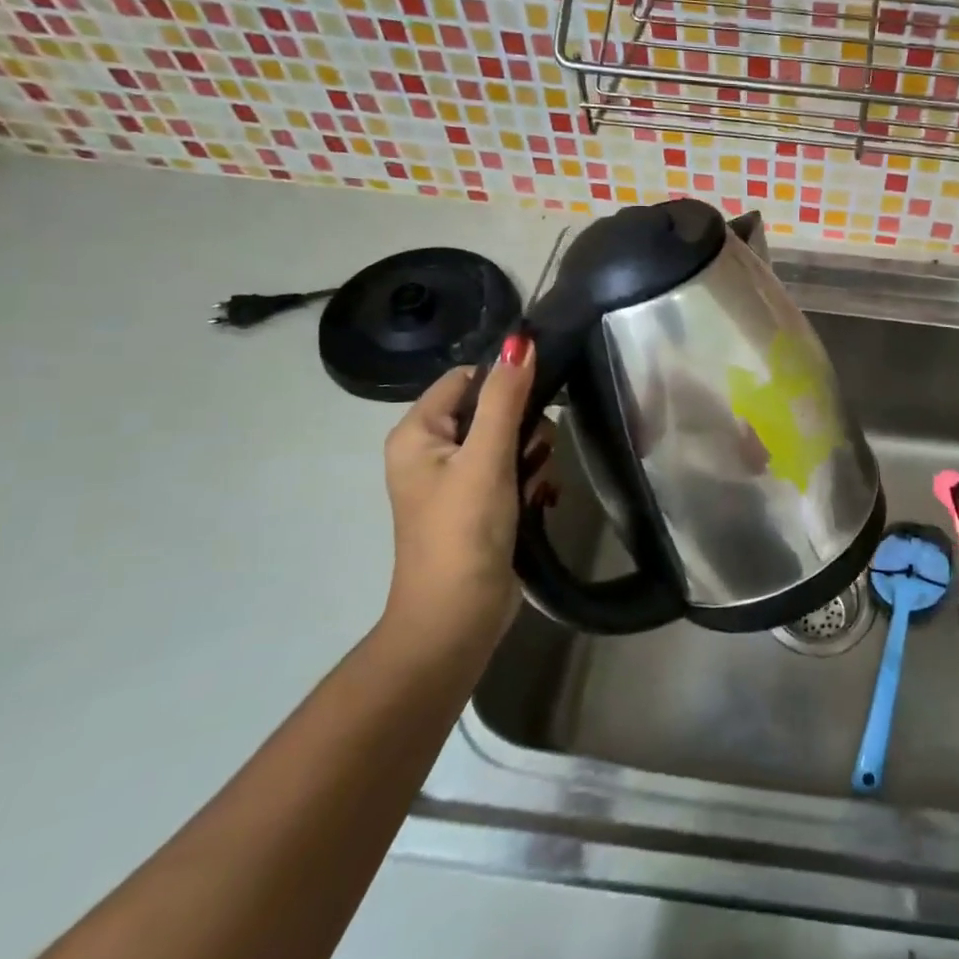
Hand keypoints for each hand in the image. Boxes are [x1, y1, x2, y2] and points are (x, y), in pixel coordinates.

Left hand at [381, 338, 554, 662]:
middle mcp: (433, 451)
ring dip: (532, 457)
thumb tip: (521, 341)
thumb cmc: (464, 531)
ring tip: (536, 483)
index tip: (540, 398)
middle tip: (532, 455)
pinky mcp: (480, 505)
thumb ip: (505, 398)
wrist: (457, 618)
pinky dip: (530, 481)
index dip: (504, 381)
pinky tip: (540, 499)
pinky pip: (513, 472)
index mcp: (418, 433)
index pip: (465, 379)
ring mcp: (457, 481)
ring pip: (509, 441)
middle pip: (492, 409)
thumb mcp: (487, 458)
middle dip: (523, 428)